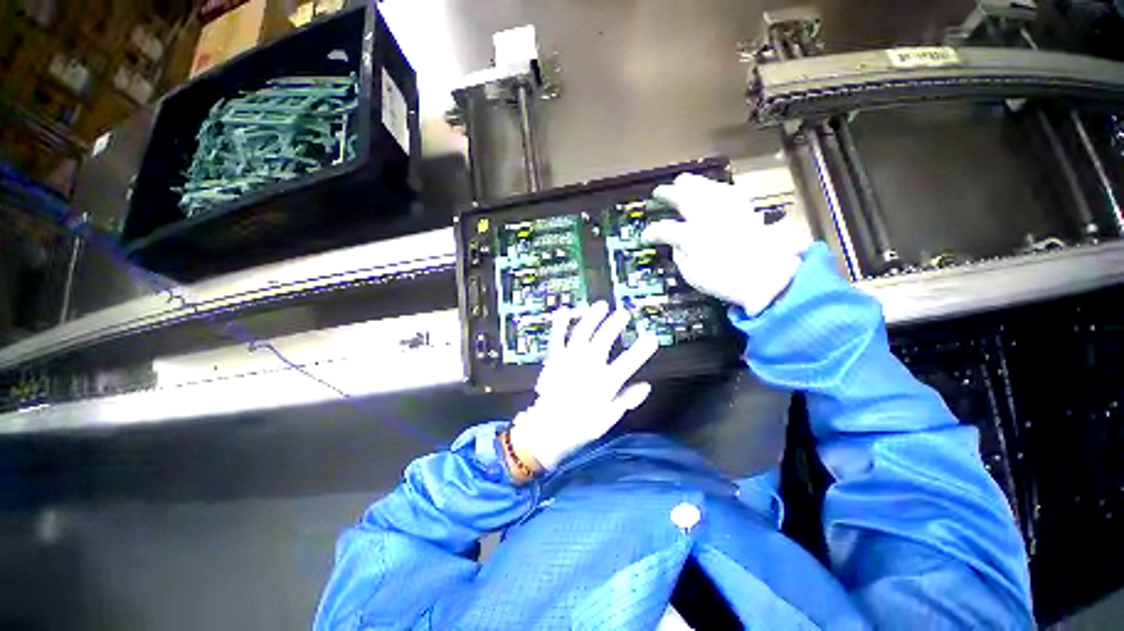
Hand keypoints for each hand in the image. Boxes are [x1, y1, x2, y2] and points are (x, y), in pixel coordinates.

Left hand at [508, 301, 659, 471]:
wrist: (548, 428)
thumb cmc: (580, 425)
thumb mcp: (609, 418)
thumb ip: (627, 400)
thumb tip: (646, 387)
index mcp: (604, 381)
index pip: (628, 362)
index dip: (642, 349)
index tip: (652, 338)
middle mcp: (588, 366)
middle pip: (604, 339)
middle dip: (615, 324)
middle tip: (624, 314)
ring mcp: (569, 359)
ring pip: (582, 332)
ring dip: (592, 317)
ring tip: (601, 305)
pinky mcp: (554, 358)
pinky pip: (557, 337)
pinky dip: (560, 323)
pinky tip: (564, 311)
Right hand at [643, 174, 810, 315]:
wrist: (768, 279)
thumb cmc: (726, 281)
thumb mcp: (693, 275)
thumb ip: (681, 256)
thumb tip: (676, 245)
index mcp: (693, 237)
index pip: (666, 229)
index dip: (653, 232)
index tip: (646, 236)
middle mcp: (708, 218)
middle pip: (686, 198)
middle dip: (670, 193)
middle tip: (660, 191)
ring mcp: (728, 212)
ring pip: (708, 189)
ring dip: (693, 184)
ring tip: (683, 181)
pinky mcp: (745, 211)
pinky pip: (730, 192)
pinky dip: (718, 188)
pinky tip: (714, 188)